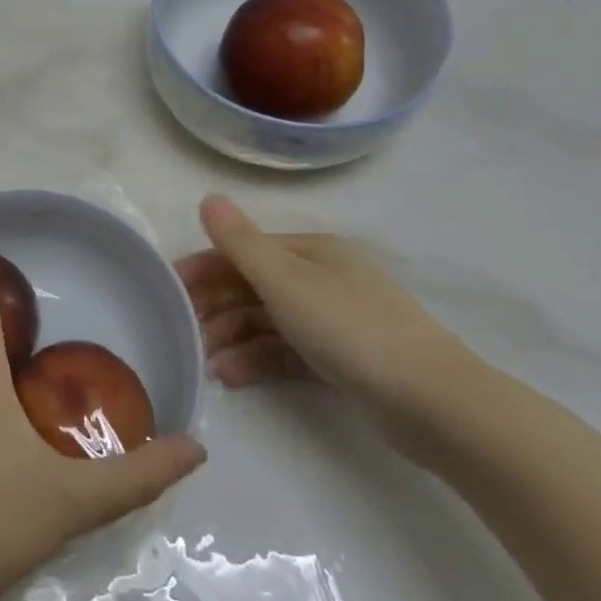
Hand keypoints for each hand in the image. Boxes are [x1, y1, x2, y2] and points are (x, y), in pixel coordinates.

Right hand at [176, 194, 484, 446]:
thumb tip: (208, 198)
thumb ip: (240, 243)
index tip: (168, 293)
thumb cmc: (349, 329)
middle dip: (214, 308)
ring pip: (266, 321)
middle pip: (252, 286)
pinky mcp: (342, 358)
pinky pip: (286, 350)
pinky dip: (257, 360)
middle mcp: (322, 278)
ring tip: (205, 364)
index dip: (203, 269)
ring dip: (231, 338)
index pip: (243, 252)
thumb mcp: (285, 281)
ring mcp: (334, 319)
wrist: (433, 402)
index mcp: (312, 252)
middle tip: (182, 334)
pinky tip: (231, 378)